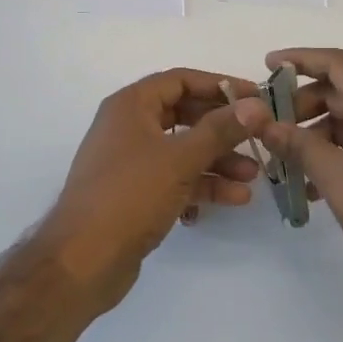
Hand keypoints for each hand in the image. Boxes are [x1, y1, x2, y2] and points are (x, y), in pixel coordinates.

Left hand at [42, 69, 270, 310]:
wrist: (83, 260)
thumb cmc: (130, 195)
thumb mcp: (180, 158)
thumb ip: (220, 129)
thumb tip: (256, 105)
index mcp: (131, 106)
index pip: (181, 81)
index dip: (219, 85)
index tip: (255, 97)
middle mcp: (129, 127)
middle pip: (185, 116)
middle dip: (223, 129)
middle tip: (259, 137)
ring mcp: (131, 162)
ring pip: (183, 151)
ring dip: (218, 161)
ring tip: (254, 177)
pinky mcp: (136, 195)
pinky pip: (175, 179)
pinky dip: (202, 185)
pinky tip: (233, 199)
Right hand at [255, 48, 342, 318]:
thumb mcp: (337, 176)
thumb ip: (298, 146)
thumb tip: (264, 123)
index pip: (336, 63)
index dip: (299, 59)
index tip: (265, 65)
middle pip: (338, 92)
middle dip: (300, 105)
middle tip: (268, 125)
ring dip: (312, 136)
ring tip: (282, 161)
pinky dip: (330, 157)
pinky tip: (308, 189)